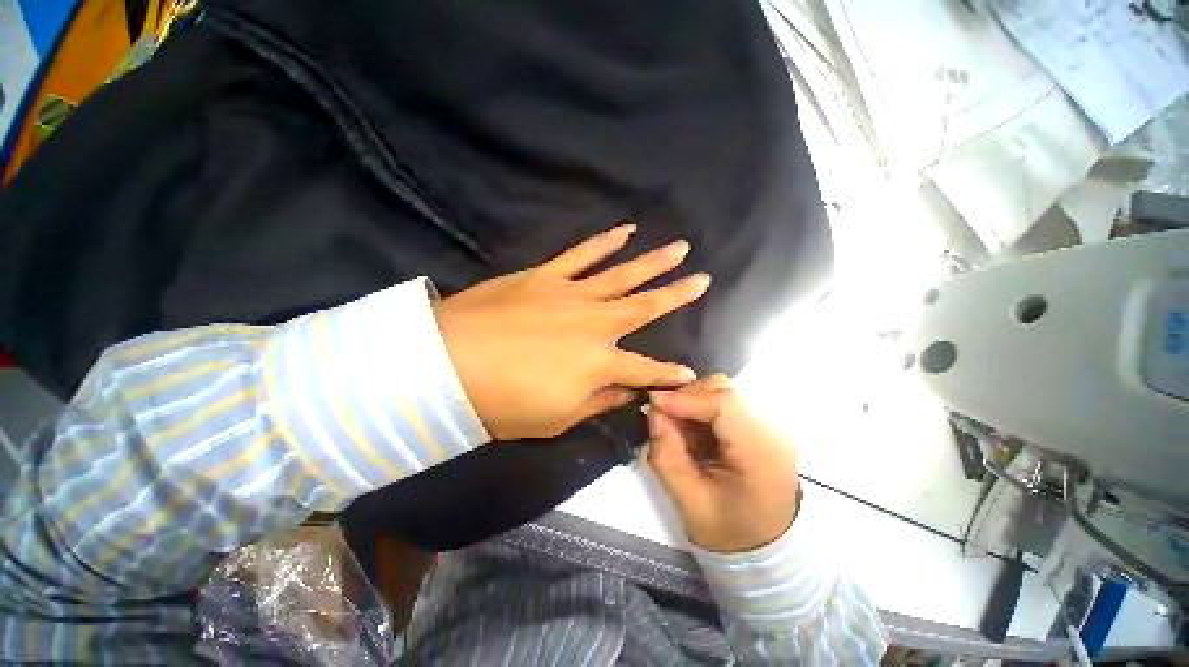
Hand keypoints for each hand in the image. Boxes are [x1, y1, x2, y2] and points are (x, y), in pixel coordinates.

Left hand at [433, 225, 709, 440]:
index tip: (690, 373)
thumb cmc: (503, 403)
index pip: (645, 370)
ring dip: (653, 262)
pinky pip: (582, 254)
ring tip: (679, 248)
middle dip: (677, 295)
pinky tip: (626, 230)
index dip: (668, 374)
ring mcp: (572, 294)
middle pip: (645, 307)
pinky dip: (605, 242)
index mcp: (599, 363)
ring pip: (622, 274)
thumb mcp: (557, 419)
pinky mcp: (546, 275)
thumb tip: (628, 394)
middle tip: (703, 280)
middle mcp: (595, 324)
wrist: (447, 364)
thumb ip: (598, 402)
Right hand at [647, 375, 799, 552]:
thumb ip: (666, 455)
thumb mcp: (689, 502)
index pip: (723, 404)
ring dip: (694, 400)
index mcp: (760, 453)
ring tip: (679, 427)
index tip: (654, 403)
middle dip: (687, 396)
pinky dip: (703, 407)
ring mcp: (770, 424)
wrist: (767, 549)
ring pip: (723, 389)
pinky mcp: (761, 423)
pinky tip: (695, 430)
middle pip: (723, 388)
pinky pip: (725, 401)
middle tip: (663, 416)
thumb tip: (654, 411)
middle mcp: (772, 430)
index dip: (685, 398)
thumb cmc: (729, 532)